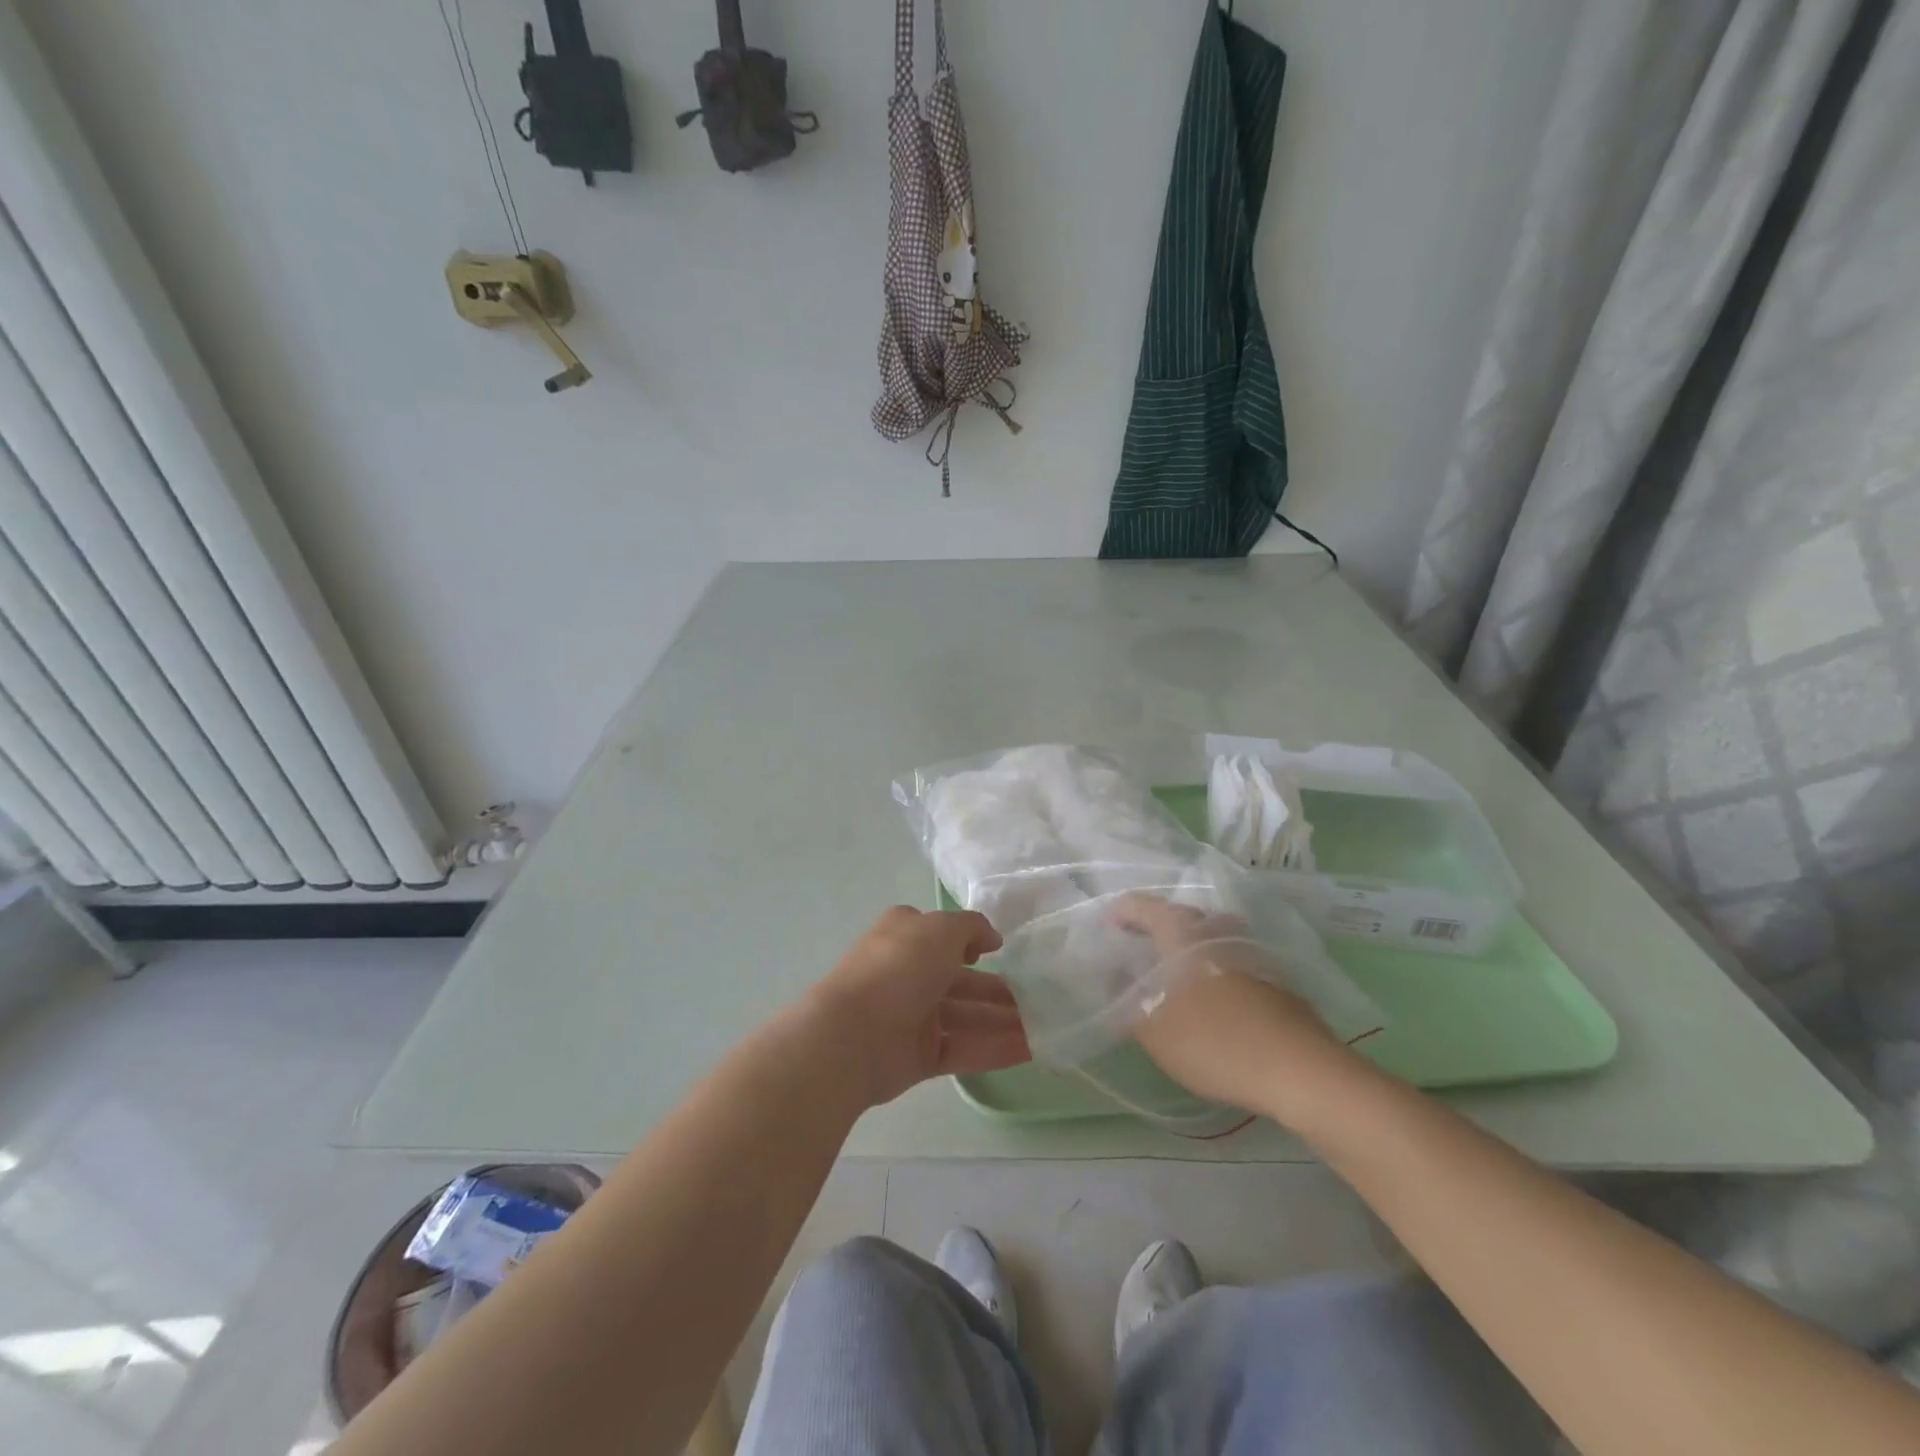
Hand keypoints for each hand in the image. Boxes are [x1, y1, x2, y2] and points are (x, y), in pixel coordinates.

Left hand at [807, 906, 1029, 1107]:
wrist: (853, 1035)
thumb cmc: (898, 966)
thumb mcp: (940, 929)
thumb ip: (972, 927)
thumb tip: (991, 939)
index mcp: (905, 937)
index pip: (940, 935)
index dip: (970, 941)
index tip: (999, 951)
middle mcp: (909, 973)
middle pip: (960, 980)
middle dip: (997, 988)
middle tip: (1040, 997)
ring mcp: (913, 1016)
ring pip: (966, 1017)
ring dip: (1004, 1020)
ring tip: (1044, 1026)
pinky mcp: (920, 1056)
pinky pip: (963, 1050)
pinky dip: (995, 1049)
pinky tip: (1031, 1050)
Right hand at [1113, 896, 1355, 1122]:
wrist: (1300, 1070)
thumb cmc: (1214, 1041)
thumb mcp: (1153, 1029)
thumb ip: (1127, 999)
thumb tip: (1115, 976)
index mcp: (1181, 932)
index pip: (1143, 906)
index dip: (1121, 913)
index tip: (1106, 928)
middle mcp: (1216, 929)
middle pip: (1180, 916)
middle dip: (1156, 927)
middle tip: (1137, 949)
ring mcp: (1250, 950)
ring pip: (1211, 935)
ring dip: (1189, 945)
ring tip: (1173, 970)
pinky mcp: (1273, 977)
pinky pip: (1232, 957)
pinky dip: (1214, 965)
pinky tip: (1210, 994)